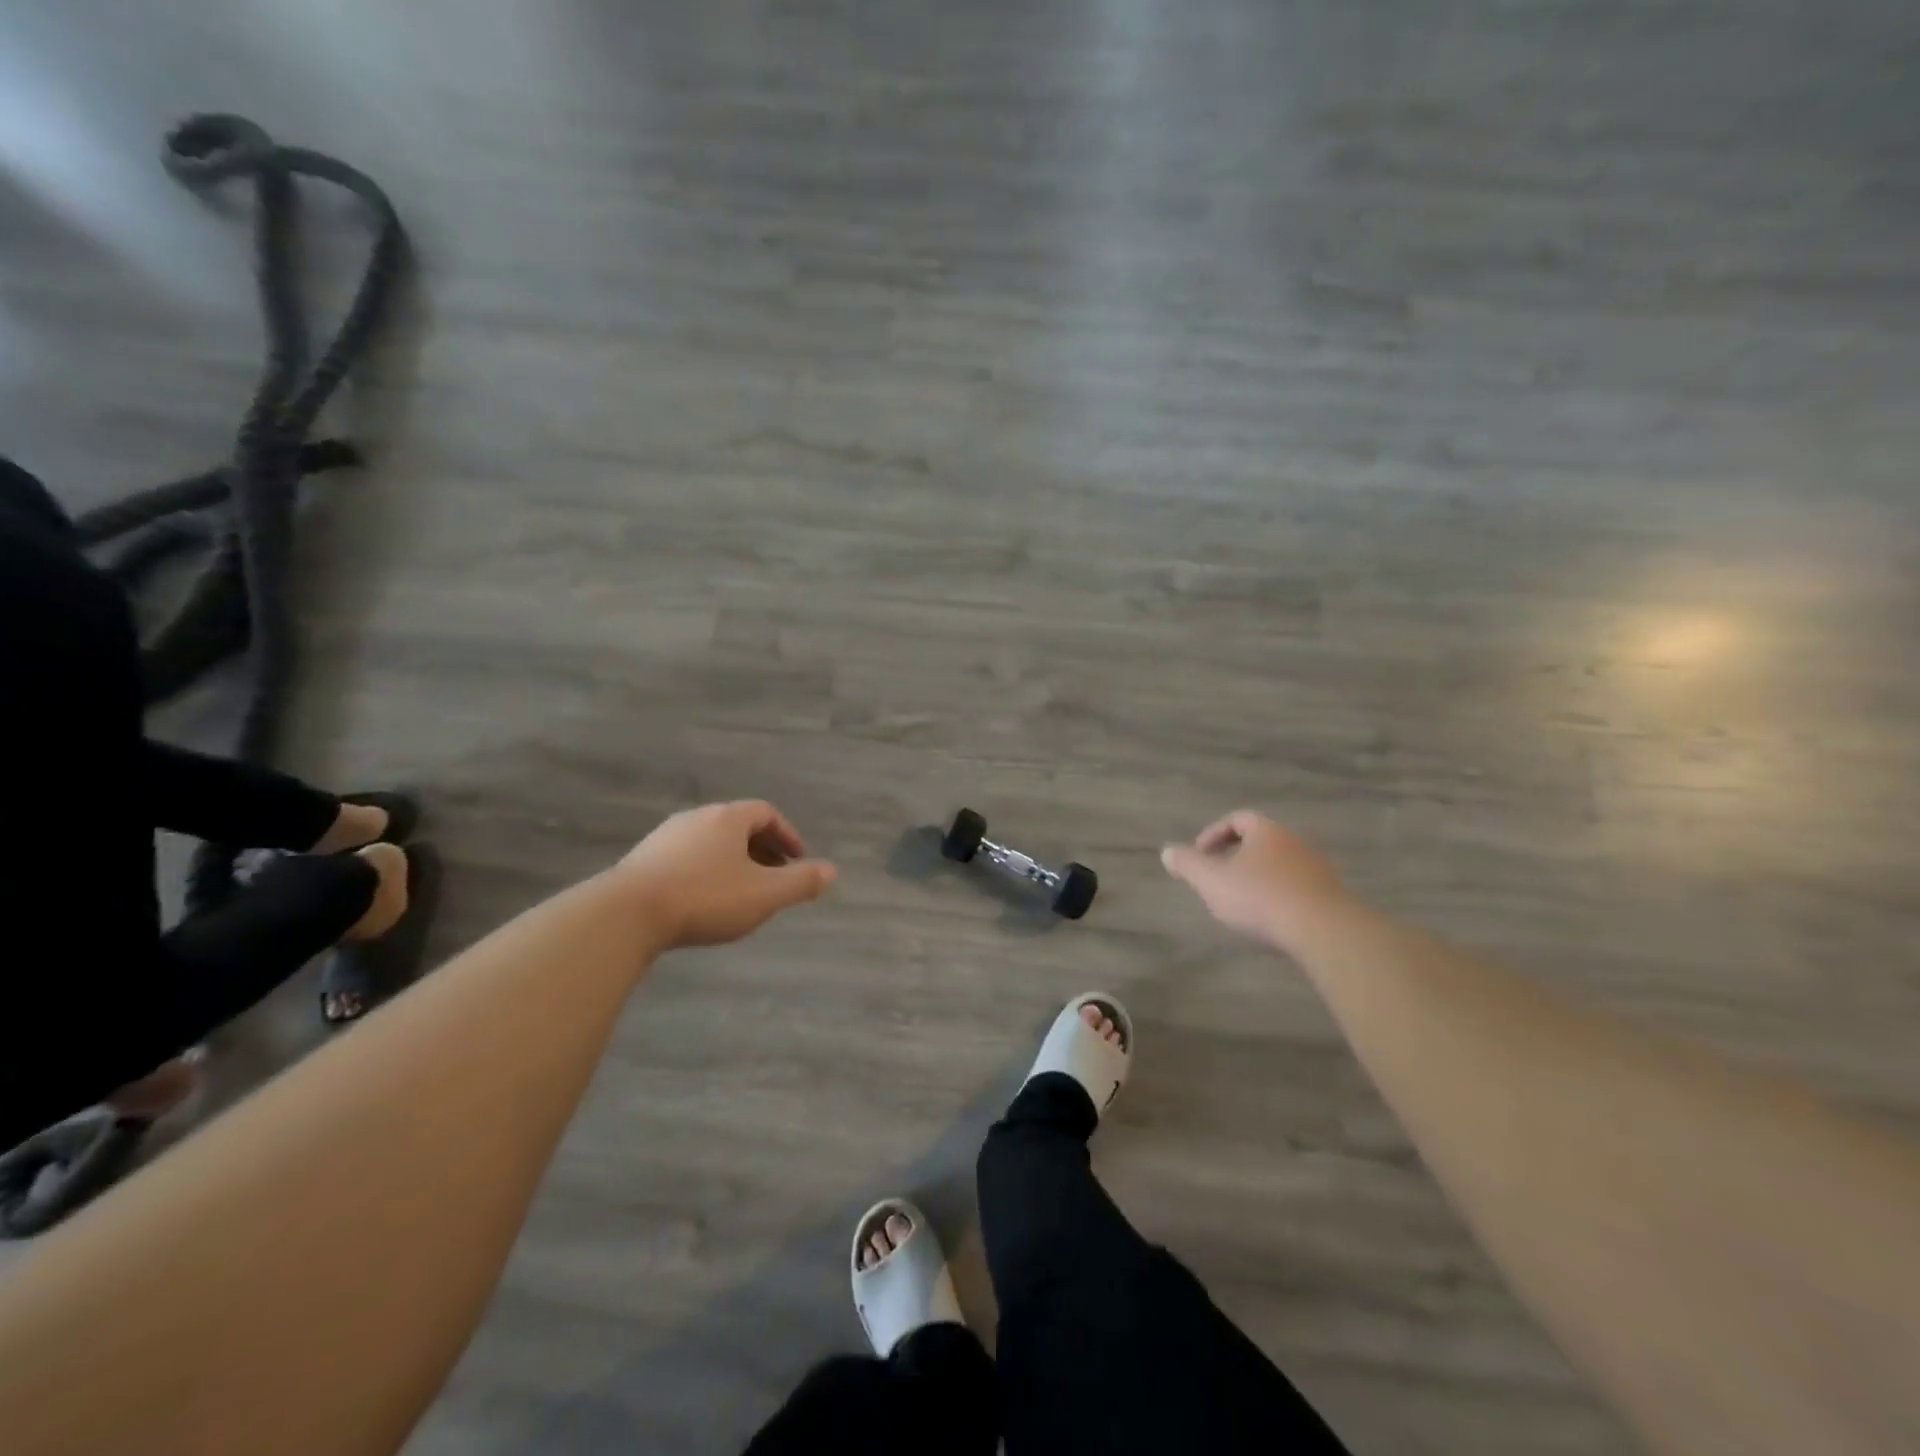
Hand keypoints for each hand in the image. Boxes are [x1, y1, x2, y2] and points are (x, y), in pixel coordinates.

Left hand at [615, 800, 837, 949]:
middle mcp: (696, 818)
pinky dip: (704, 872)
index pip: (765, 813)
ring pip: (709, 843)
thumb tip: (832, 871)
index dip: (787, 835)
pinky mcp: (641, 860)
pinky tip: (702, 901)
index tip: (798, 860)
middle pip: (737, 826)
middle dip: (761, 849)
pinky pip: (685, 858)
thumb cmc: (705, 898)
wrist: (625, 915)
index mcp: (728, 818)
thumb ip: (800, 882)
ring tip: (741, 892)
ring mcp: (664, 837)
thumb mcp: (764, 894)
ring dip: (731, 861)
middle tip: (774, 877)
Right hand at [1161, 810, 1349, 950]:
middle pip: (1261, 841)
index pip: (1238, 819)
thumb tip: (1167, 851)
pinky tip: (1270, 918)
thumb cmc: (1260, 898)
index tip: (1200, 854)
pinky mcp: (1331, 896)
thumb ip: (1188, 864)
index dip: (1214, 833)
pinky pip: (1298, 888)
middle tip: (1218, 877)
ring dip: (1259, 877)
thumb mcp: (1211, 881)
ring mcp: (1317, 869)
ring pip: (1280, 865)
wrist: (1324, 930)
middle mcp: (1295, 842)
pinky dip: (1279, 896)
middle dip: (1236, 856)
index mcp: (1266, 831)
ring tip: (1242, 901)